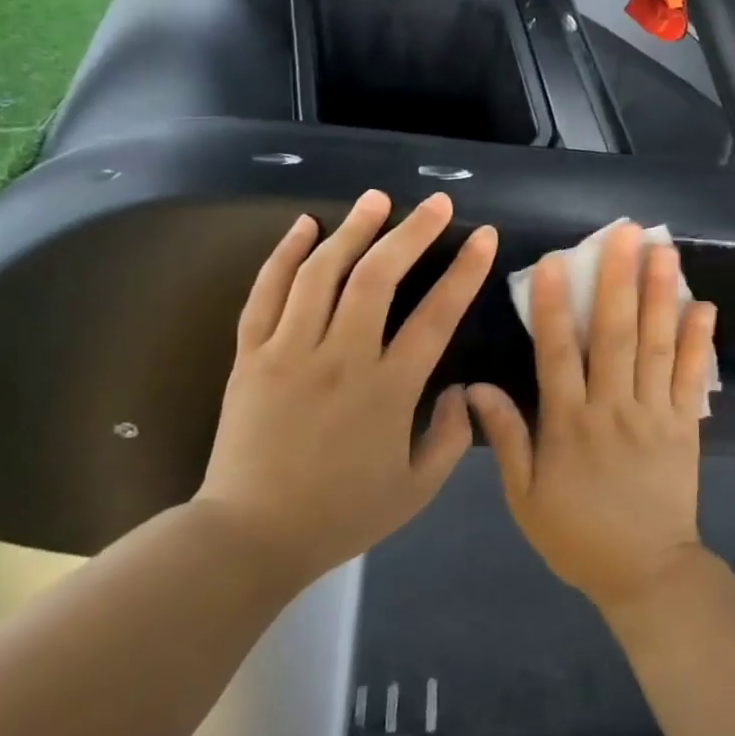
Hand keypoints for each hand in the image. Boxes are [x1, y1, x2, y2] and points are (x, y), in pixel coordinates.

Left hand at [198, 190, 496, 586]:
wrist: (250, 536)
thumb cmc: (340, 514)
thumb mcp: (416, 491)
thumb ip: (451, 438)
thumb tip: (458, 391)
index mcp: (387, 390)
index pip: (436, 316)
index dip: (465, 271)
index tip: (484, 236)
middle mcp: (340, 358)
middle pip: (378, 277)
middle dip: (412, 232)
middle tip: (436, 203)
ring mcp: (289, 351)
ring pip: (322, 272)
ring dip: (353, 229)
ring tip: (377, 199)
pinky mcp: (250, 355)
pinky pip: (266, 292)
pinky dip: (285, 253)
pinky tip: (304, 225)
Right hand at [468, 222, 716, 611]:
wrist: (645, 572)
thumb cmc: (576, 535)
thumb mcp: (525, 498)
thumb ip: (507, 439)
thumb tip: (476, 388)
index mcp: (568, 425)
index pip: (556, 354)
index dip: (552, 306)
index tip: (553, 262)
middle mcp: (612, 409)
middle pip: (614, 335)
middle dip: (617, 280)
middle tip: (625, 233)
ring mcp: (654, 414)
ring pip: (656, 345)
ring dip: (659, 295)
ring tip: (663, 251)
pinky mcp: (685, 425)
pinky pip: (692, 377)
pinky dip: (699, 341)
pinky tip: (703, 306)